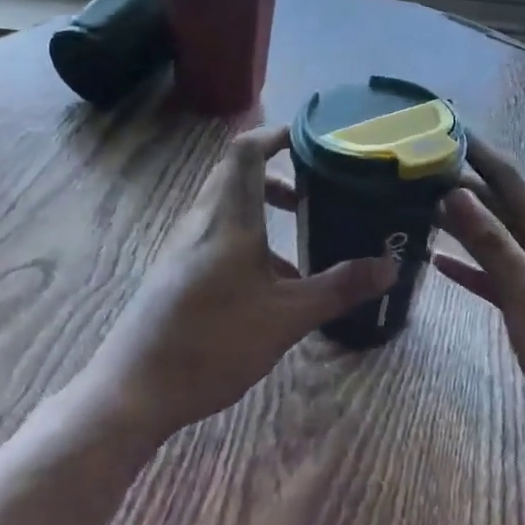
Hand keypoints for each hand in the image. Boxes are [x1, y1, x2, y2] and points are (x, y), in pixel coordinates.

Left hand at [83, 126, 397, 441]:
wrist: (134, 390)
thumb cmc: (214, 342)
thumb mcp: (286, 318)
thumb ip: (338, 288)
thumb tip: (389, 267)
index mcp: (228, 218)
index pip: (246, 150)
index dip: (276, 134)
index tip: (311, 140)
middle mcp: (202, 221)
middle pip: (237, 174)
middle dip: (278, 174)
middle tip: (316, 188)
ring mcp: (183, 245)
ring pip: (227, 206)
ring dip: (263, 208)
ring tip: (301, 233)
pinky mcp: (175, 270)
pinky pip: (217, 234)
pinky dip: (248, 238)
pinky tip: (271, 284)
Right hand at [434, 137, 524, 460]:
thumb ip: (490, 241)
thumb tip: (454, 191)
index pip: (507, 179)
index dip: (478, 152)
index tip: (444, 128)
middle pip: (497, 205)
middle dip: (462, 185)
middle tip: (417, 169)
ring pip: (493, 239)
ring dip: (461, 223)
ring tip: (420, 206)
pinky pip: (493, 275)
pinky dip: (468, 266)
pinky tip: (438, 263)